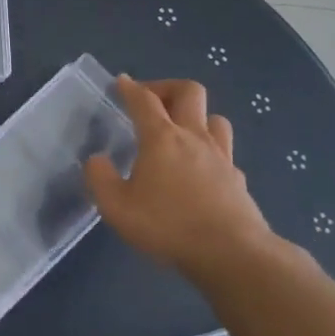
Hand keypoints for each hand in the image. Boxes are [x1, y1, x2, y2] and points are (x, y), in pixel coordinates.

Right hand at [85, 76, 277, 287]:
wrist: (231, 253)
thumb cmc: (167, 225)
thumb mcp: (116, 207)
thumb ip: (100, 179)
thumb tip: (96, 160)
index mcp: (161, 138)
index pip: (144, 100)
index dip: (130, 88)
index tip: (121, 82)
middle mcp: (194, 137)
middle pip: (189, 92)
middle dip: (167, 87)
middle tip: (151, 100)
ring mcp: (221, 156)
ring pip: (214, 117)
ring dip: (196, 115)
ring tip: (180, 130)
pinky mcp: (238, 178)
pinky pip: (225, 151)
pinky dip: (210, 150)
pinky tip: (201, 168)